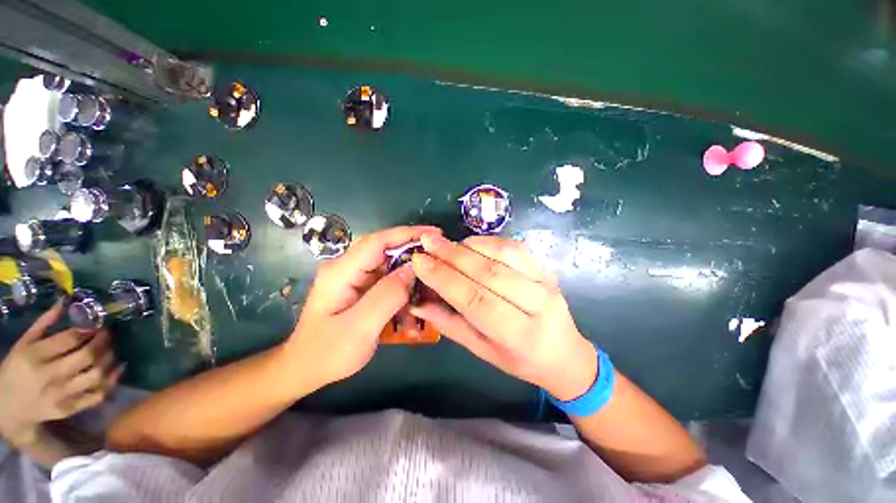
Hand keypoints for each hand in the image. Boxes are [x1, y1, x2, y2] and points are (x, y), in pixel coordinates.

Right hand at [0, 301, 123, 446]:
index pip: (71, 339)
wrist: (9, 409)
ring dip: (109, 359)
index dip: (90, 329)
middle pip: (87, 356)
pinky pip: (97, 395)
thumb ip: (43, 323)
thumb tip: (64, 301)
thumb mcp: (23, 343)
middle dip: (103, 342)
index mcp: (35, 356)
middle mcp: (49, 376)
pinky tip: (117, 369)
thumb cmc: (16, 369)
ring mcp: (61, 395)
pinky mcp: (70, 409)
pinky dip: (112, 381)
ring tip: (110, 350)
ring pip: (96, 375)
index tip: (98, 325)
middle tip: (107, 335)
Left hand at [285, 225, 440, 388]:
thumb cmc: (327, 353)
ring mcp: (353, 276)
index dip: (407, 234)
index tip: (434, 234)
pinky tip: (412, 302)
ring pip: (389, 263)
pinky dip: (402, 286)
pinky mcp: (360, 286)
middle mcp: (347, 267)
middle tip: (438, 257)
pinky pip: (386, 278)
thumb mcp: (359, 328)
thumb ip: (387, 296)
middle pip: (385, 249)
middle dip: (413, 250)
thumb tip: (413, 269)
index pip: (377, 241)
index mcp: (341, 271)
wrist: (305, 369)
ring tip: (428, 284)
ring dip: (409, 272)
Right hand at [410, 234, 598, 399]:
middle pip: (488, 273)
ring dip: (468, 246)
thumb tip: (417, 303)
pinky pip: (514, 248)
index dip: (445, 279)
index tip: (419, 261)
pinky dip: (488, 242)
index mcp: (518, 335)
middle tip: (426, 243)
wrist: (564, 353)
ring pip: (502, 255)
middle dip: (452, 256)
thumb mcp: (481, 350)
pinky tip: (469, 243)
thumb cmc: (519, 359)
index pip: (475, 300)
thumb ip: (449, 324)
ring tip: (443, 243)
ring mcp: (545, 283)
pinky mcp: (546, 269)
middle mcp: (536, 305)